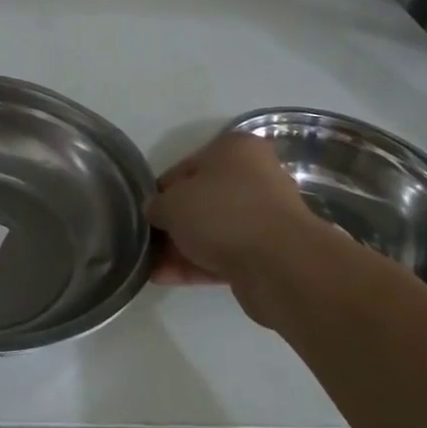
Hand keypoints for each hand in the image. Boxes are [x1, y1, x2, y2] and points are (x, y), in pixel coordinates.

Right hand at [148, 132, 331, 314]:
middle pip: (201, 199)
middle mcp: (254, 177)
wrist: (280, 264)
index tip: (146, 212)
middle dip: (173, 223)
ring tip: (150, 266)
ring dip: (182, 247)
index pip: (185, 167)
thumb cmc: (222, 213)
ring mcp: (264, 216)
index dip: (161, 191)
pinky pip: (224, 254)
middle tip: (147, 241)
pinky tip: (165, 278)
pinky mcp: (269, 252)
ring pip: (213, 229)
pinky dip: (197, 264)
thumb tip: (157, 214)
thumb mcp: (171, 202)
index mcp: (234, 149)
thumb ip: (157, 205)